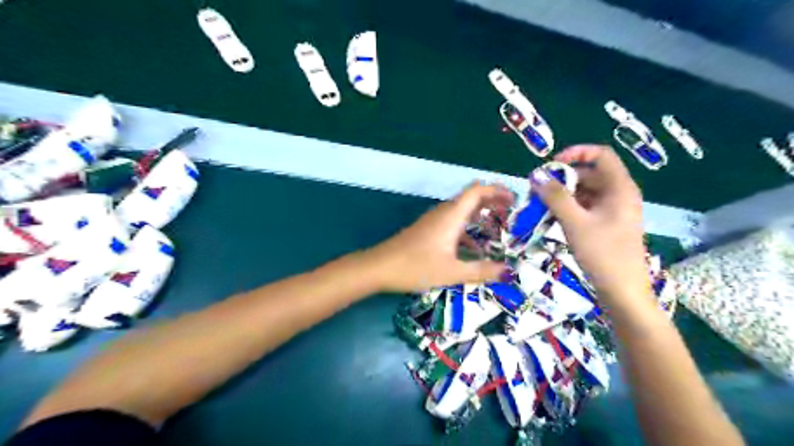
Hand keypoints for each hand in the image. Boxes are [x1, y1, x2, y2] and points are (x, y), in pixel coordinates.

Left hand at [368, 182, 514, 291]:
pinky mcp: (427, 230)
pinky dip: (467, 229)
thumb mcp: (452, 272)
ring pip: (462, 211)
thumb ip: (481, 271)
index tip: (514, 200)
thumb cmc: (415, 266)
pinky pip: (453, 223)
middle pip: (471, 198)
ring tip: (498, 232)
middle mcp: (443, 213)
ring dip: (480, 217)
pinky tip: (474, 248)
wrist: (378, 267)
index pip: (477, 191)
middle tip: (511, 216)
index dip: (497, 190)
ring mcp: (433, 221)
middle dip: (492, 203)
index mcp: (451, 216)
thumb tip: (507, 271)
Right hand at [533, 145, 650, 299]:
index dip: (575, 153)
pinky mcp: (608, 225)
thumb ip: (555, 196)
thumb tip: (536, 175)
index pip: (600, 154)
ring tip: (540, 205)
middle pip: (590, 173)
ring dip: (563, 195)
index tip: (551, 165)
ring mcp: (614, 211)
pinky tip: (552, 218)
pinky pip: (586, 207)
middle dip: (563, 178)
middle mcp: (619, 194)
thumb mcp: (574, 222)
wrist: (622, 292)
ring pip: (586, 192)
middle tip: (538, 190)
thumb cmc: (602, 254)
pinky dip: (569, 208)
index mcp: (620, 188)